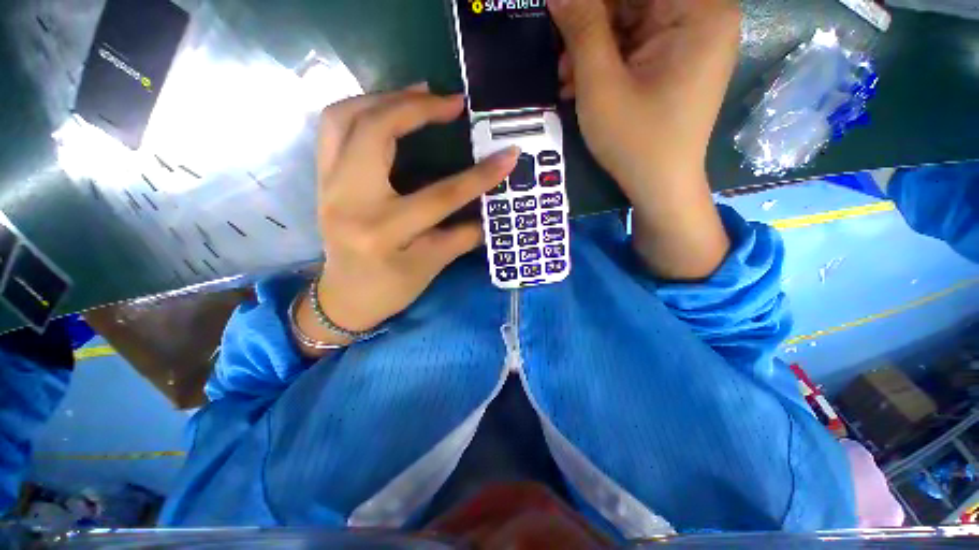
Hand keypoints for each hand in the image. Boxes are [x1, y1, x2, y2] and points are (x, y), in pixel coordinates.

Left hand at [296, 85, 518, 351]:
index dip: (478, 176)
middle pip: (376, 132)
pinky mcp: (322, 180)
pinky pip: (334, 129)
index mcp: (382, 231)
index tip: (508, 154)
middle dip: (417, 109)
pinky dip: (362, 109)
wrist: (344, 298)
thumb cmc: (390, 289)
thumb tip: (492, 208)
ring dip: (384, 98)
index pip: (439, 195)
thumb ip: (464, 235)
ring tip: (421, 95)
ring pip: (344, 118)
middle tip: (452, 102)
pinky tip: (388, 109)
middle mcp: (348, 201)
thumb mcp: (432, 267)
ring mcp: (327, 186)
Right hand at [549, 0, 738, 279]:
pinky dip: (605, 62)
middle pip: (634, 1)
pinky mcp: (676, 63)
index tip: (563, 14)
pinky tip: (581, 85)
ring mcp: (690, 41)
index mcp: (698, 10)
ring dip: (592, 47)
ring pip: (630, 23)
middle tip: (559, 53)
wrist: (659, 187)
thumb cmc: (634, 140)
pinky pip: (635, 46)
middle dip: (590, 25)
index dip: (593, 2)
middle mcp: (702, 16)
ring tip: (564, 78)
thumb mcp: (601, 85)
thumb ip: (581, 28)